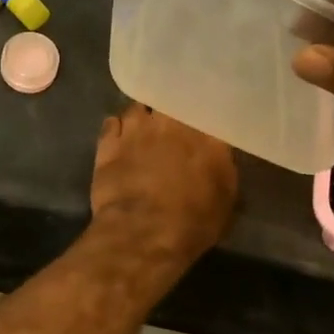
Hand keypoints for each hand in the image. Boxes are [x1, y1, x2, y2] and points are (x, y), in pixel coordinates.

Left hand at [90, 104, 236, 267]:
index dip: (202, 113)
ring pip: (139, 108)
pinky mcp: (108, 143)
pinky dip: (117, 128)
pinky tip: (120, 137)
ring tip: (144, 129)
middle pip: (170, 100)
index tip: (201, 120)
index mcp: (206, 133)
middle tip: (172, 123)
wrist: (144, 233)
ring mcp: (137, 129)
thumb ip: (221, 165)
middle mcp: (171, 122)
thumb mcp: (226, 197)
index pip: (206, 109)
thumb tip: (215, 152)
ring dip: (143, 117)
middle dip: (171, 109)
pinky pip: (112, 123)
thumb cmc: (194, 221)